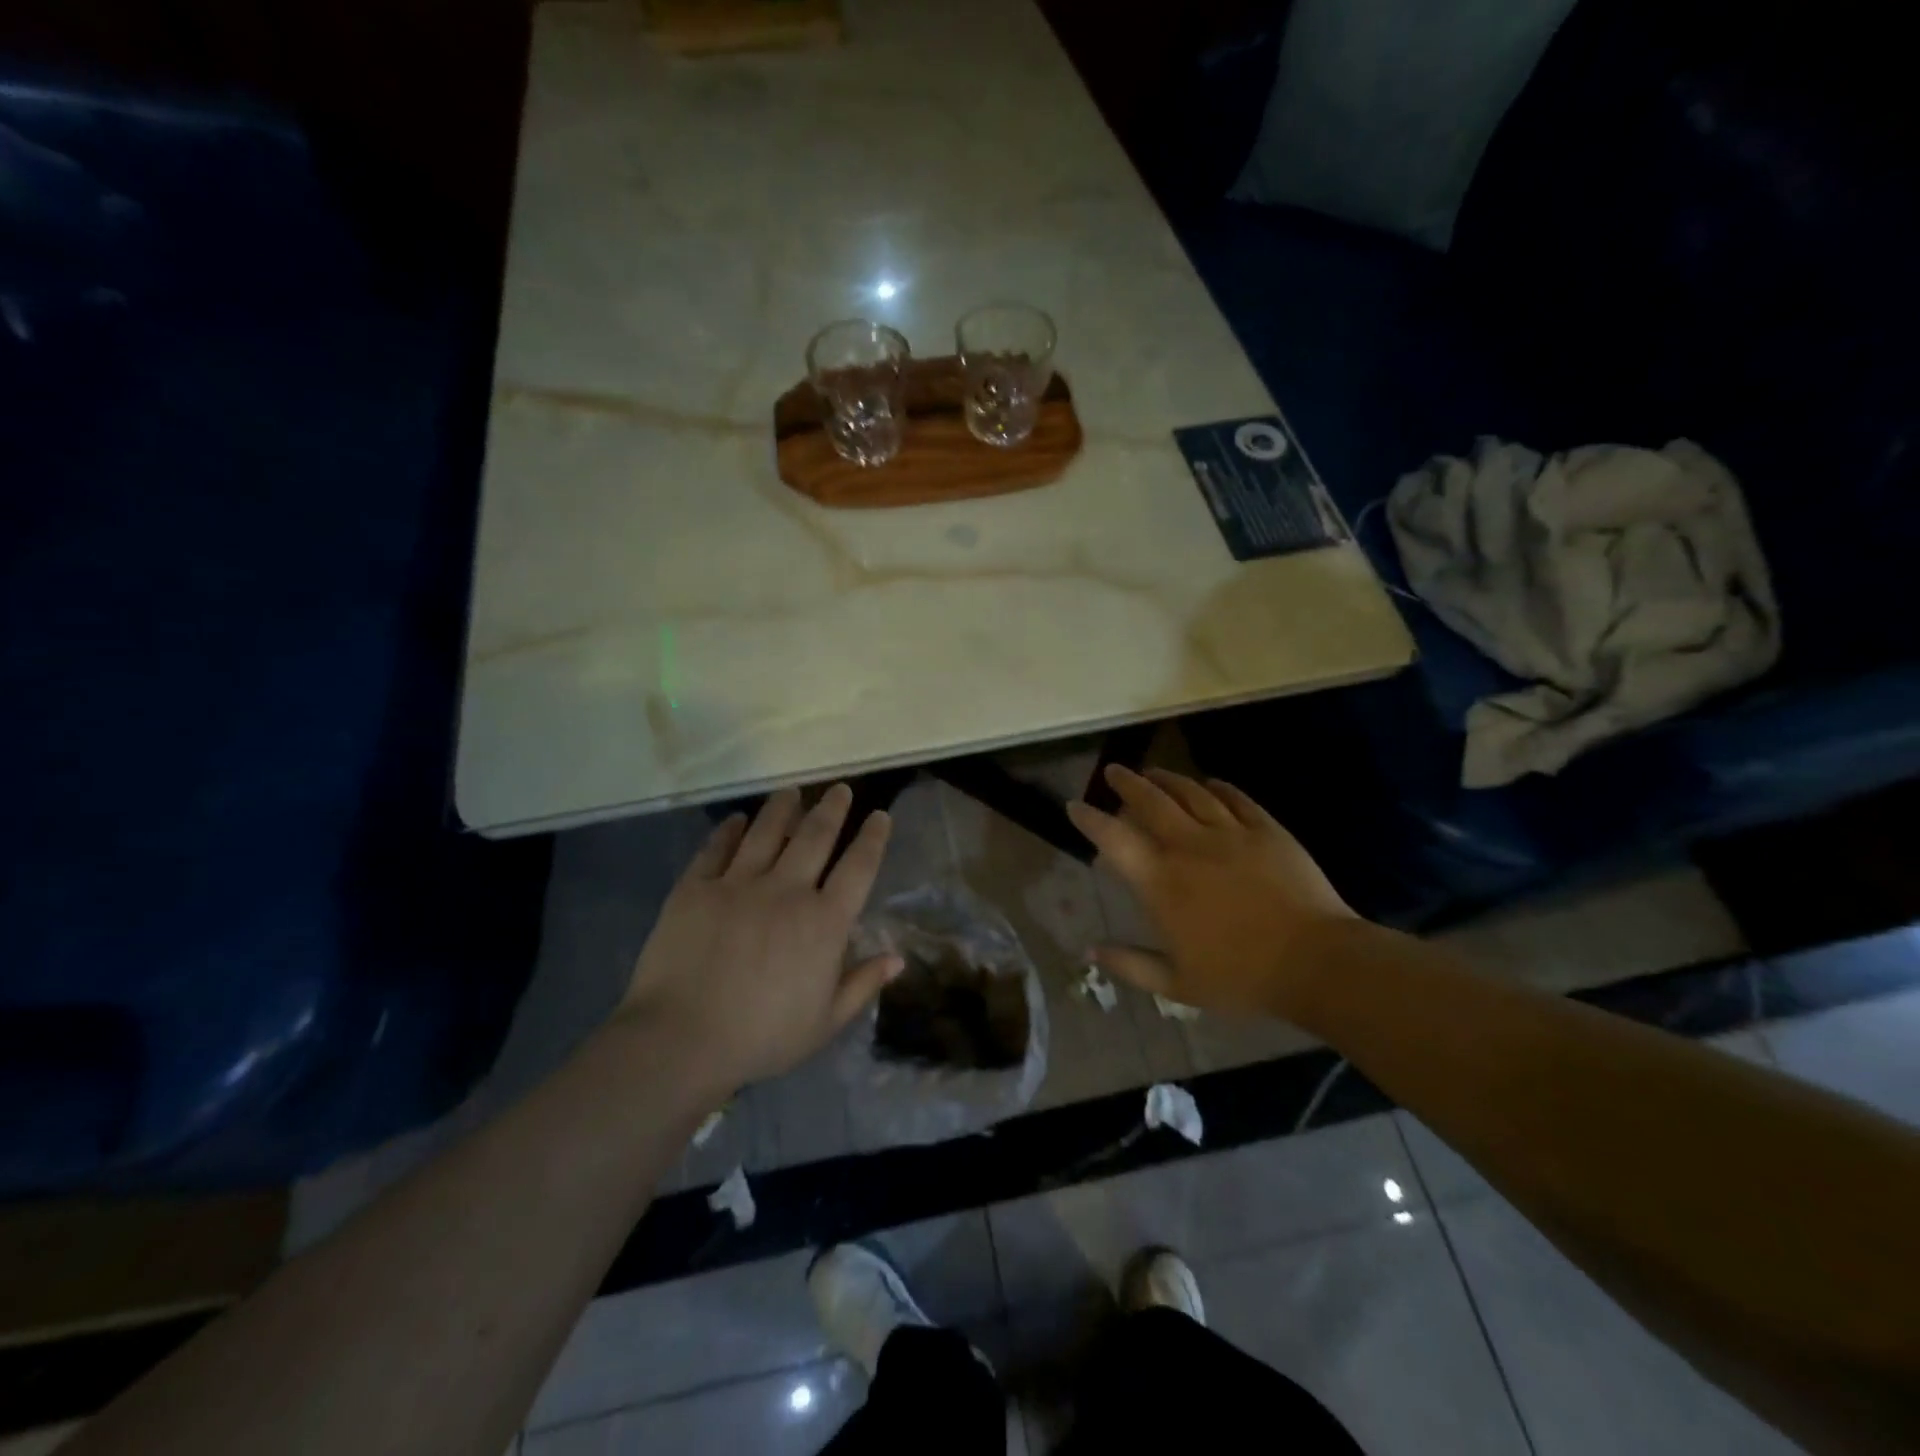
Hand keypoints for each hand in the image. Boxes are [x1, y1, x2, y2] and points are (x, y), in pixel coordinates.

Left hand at [616, 784, 901, 1091]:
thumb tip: (899, 958)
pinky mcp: (696, 888)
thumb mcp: (825, 1022)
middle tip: (840, 788)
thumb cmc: (762, 1037)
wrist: (681, 1039)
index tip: (879, 815)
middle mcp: (787, 890)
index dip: (872, 838)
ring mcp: (738, 884)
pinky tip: (735, 820)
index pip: (858, 867)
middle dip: (832, 808)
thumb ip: (862, 984)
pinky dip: (728, 830)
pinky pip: (716, 849)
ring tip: (792, 791)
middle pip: (815, 836)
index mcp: (824, 922)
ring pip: (766, 831)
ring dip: (783, 807)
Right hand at [1066, 766, 1355, 1015]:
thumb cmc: (1240, 977)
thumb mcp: (1177, 984)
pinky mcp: (1266, 830)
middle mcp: (1188, 847)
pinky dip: (1218, 787)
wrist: (1316, 962)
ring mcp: (1230, 833)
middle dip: (1127, 782)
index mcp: (1161, 882)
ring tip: (1154, 771)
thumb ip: (1130, 964)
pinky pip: (1236, 798)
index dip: (1090, 819)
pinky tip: (1210, 783)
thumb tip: (1090, 949)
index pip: (1114, 839)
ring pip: (1190, 792)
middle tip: (1114, 771)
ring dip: (1167, 779)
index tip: (1075, 805)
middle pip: (1150, 801)